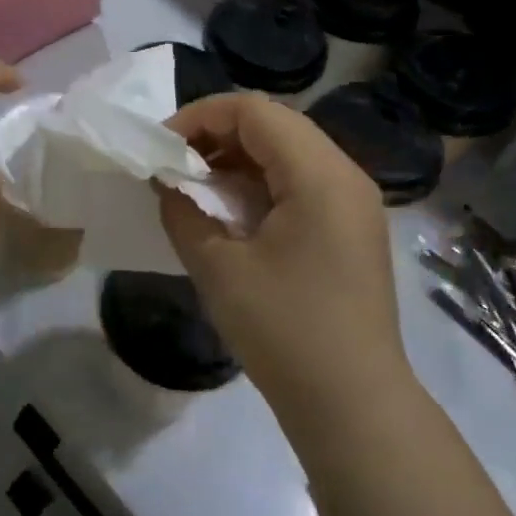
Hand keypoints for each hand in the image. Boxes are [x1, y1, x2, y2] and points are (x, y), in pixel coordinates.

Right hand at [159, 93, 404, 404]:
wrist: (352, 403)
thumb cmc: (284, 330)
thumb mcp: (219, 268)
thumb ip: (184, 212)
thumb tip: (168, 183)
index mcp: (320, 175)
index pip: (254, 112)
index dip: (200, 117)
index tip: (160, 147)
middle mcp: (345, 176)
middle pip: (275, 126)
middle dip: (216, 136)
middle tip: (174, 167)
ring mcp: (354, 204)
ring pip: (288, 154)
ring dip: (237, 161)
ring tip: (196, 189)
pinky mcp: (351, 230)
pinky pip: (301, 185)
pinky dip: (260, 186)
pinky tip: (230, 215)